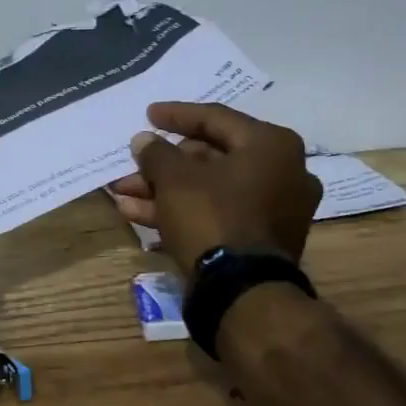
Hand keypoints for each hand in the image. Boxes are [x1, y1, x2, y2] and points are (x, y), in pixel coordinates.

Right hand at [107, 102, 321, 273]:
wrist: (242, 292)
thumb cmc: (212, 216)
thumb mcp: (174, 179)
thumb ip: (157, 153)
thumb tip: (144, 140)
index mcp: (271, 146)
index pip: (216, 118)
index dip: (176, 115)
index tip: (148, 114)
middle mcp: (282, 172)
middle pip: (210, 157)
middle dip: (164, 164)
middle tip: (133, 164)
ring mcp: (274, 209)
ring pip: (209, 189)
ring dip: (164, 190)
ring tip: (122, 193)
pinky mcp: (260, 239)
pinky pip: (217, 213)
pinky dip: (181, 211)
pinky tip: (137, 215)